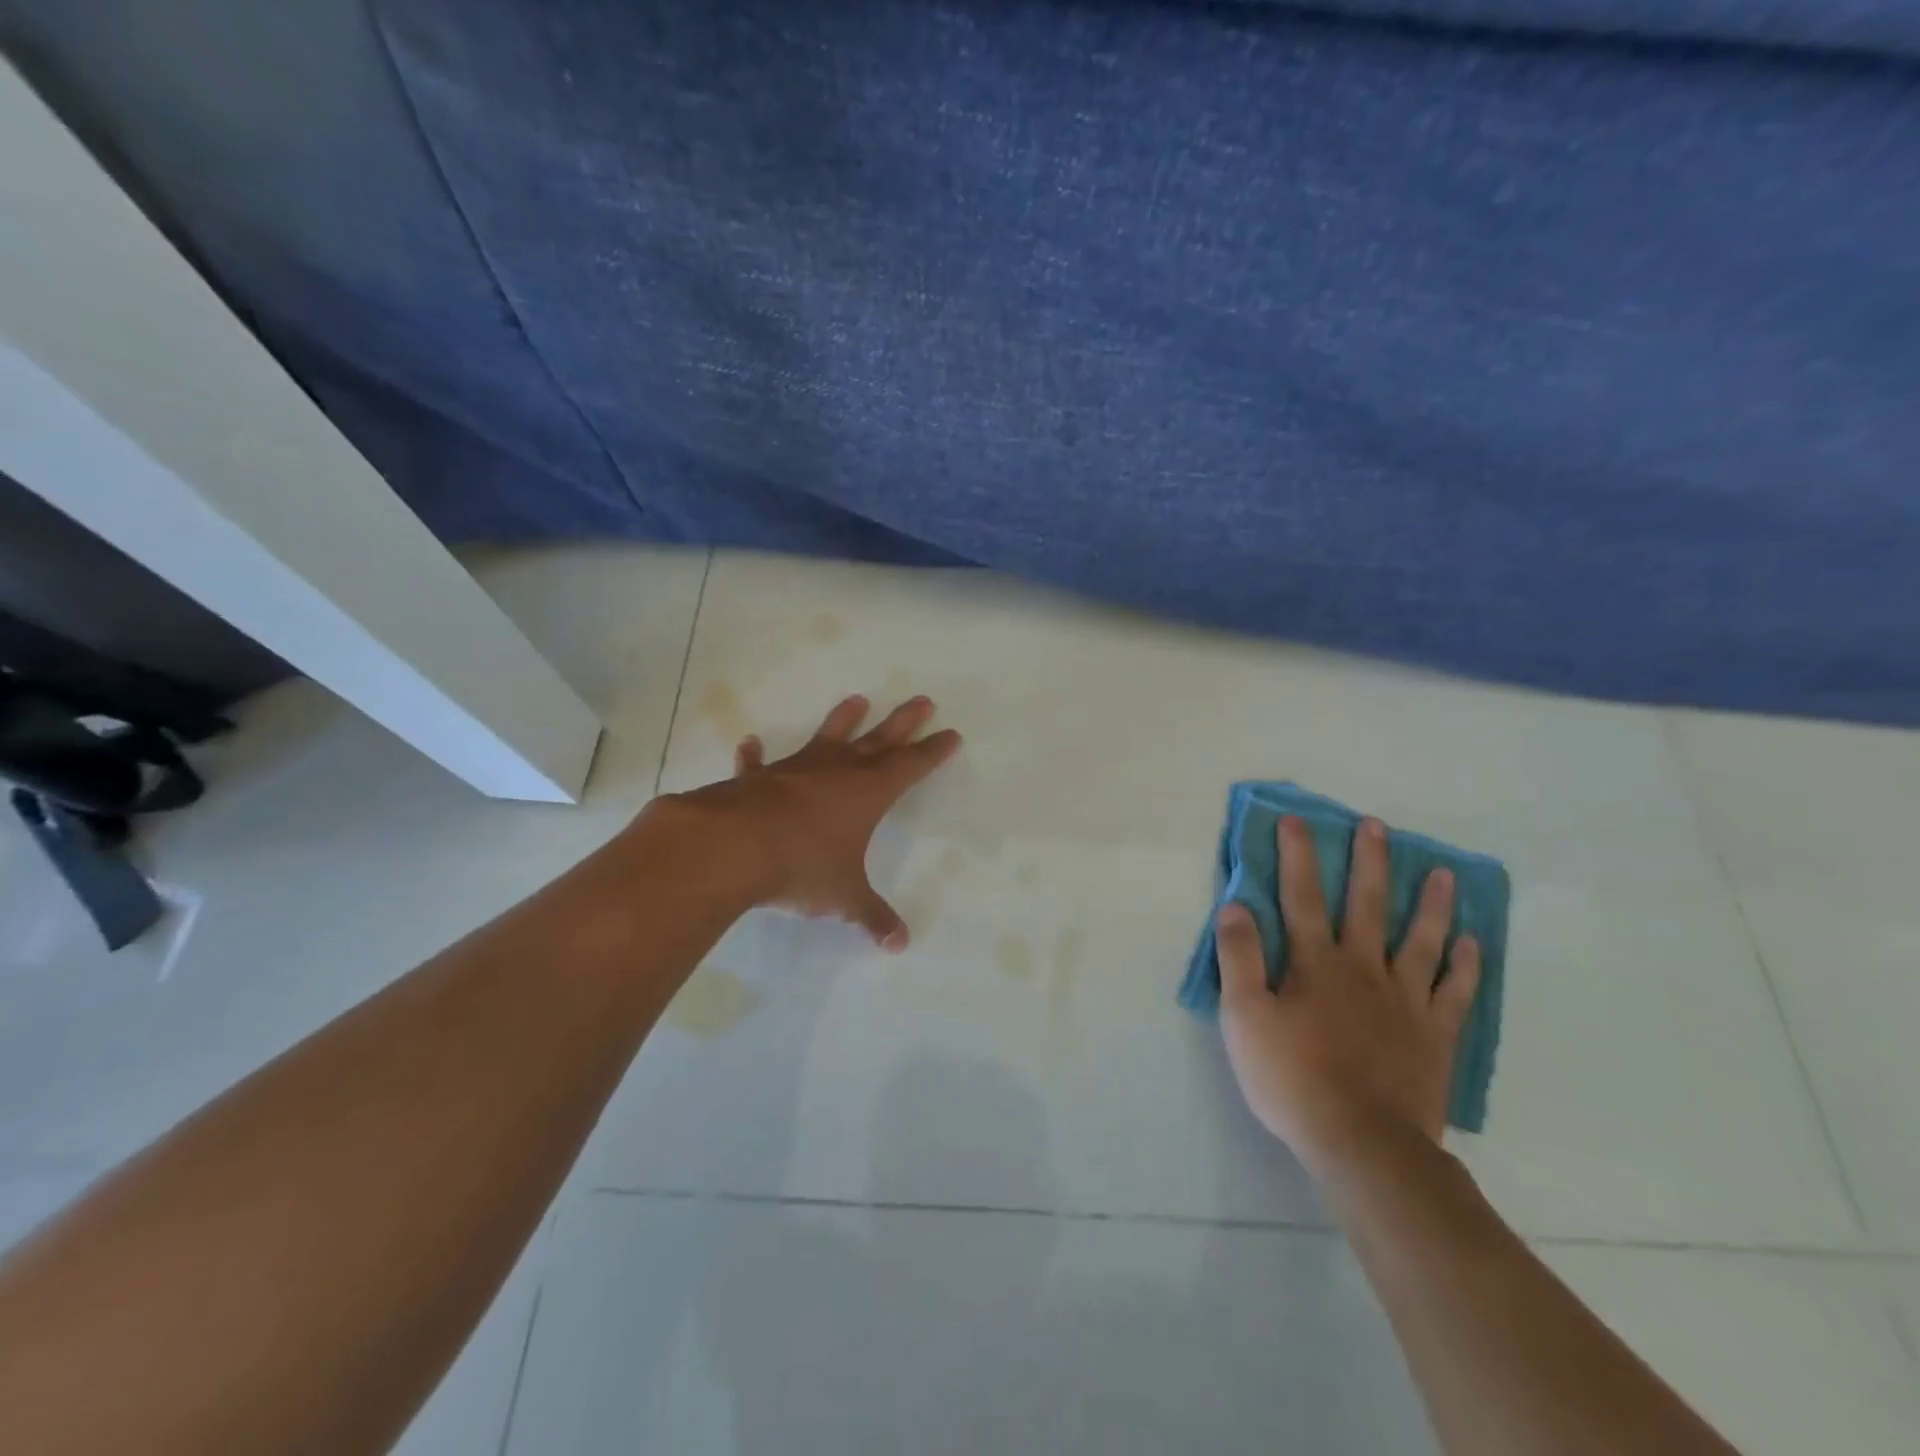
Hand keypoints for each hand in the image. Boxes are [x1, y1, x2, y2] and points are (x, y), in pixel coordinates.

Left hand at [660, 694, 960, 950]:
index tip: (951, 733)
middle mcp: (836, 772)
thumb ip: (872, 917)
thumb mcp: (844, 897)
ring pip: (826, 738)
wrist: (734, 848)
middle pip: (878, 740)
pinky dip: (754, 756)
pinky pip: (758, 764)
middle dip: (902, 722)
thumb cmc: (802, 866)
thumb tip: (899, 944)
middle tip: (922, 700)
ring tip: (857, 700)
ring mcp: (795, 770)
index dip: (932, 752)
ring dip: (842, 720)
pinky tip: (750, 743)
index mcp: (867, 793)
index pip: (910, 767)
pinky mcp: (757, 780)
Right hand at [1217, 815, 1480, 1180]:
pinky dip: (1464, 965)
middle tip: (1377, 826)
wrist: (1363, 1143)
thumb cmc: (1292, 1078)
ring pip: (1421, 940)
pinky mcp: (1435, 1035)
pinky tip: (1471, 943)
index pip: (1300, 897)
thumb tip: (1235, 906)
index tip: (1296, 820)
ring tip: (1444, 874)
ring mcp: (1405, 1001)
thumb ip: (1239, 959)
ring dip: (1431, 904)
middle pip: (1366, 905)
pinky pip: (1454, 992)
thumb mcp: (1244, 1017)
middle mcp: (1363, 969)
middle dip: (1369, 862)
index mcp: (1315, 964)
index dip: (1297, 857)